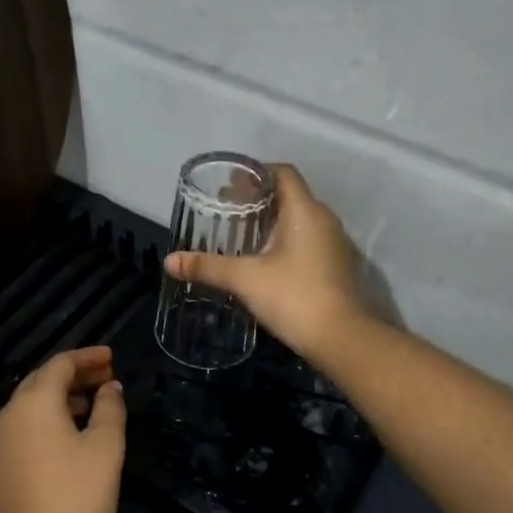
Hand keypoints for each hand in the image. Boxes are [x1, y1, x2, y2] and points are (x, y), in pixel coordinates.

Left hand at [0, 347, 126, 512]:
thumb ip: (109, 409)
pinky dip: (41, 430)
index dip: (87, 357)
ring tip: (86, 412)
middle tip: (102, 381)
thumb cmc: (77, 497)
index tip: (111, 358)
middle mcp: (6, 419)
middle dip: (72, 378)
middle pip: (39, 384)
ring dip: (56, 404)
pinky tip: (60, 450)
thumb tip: (109, 387)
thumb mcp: (106, 448)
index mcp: (33, 404)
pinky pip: (18, 439)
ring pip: (26, 412)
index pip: (59, 364)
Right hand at [162, 164, 368, 361]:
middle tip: (229, 210)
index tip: (231, 185)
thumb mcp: (245, 279)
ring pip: (301, 219)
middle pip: (291, 195)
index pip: (283, 173)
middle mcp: (325, 220)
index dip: (256, 173)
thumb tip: (169, 261)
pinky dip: (287, 241)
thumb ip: (208, 266)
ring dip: (274, 221)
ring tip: (244, 235)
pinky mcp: (338, 266)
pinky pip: (309, 240)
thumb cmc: (294, 297)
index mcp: (305, 211)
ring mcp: (336, 244)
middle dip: (259, 199)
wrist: (343, 339)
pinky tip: (267, 261)